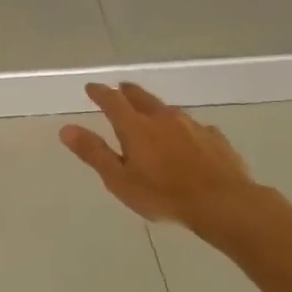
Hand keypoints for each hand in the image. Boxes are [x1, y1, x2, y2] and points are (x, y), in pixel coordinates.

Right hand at [60, 83, 261, 232]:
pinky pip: (194, 126)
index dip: (99, 93)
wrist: (225, 204)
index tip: (91, 88)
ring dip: (155, 109)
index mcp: (136, 127)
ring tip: (150, 114)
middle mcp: (163, 118)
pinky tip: (187, 140)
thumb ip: (93, 153)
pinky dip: (183, 128)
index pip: (112, 101)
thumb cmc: (163, 195)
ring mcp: (192, 126)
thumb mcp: (119, 179)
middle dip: (127, 92)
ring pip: (168, 110)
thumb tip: (66, 129)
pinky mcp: (215, 138)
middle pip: (141, 97)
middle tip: (119, 89)